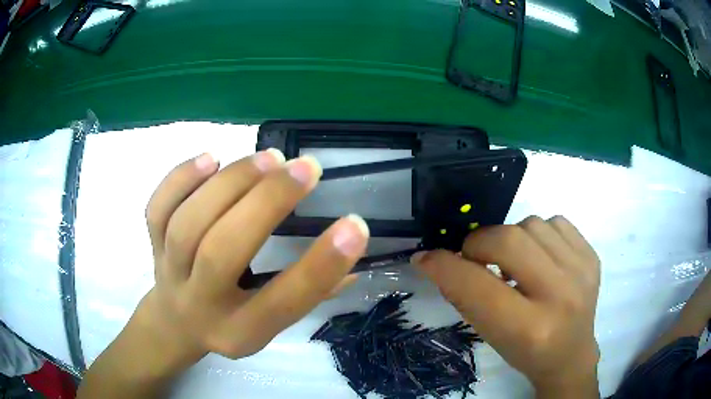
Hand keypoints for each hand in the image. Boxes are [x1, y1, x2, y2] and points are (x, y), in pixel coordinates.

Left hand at [139, 150, 368, 360]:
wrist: (175, 324)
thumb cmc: (230, 324)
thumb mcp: (271, 327)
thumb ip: (311, 294)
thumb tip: (353, 254)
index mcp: (240, 332)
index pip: (282, 303)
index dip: (321, 266)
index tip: (355, 225)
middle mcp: (200, 303)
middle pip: (222, 252)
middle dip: (266, 203)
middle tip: (306, 168)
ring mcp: (169, 271)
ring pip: (188, 223)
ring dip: (231, 183)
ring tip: (270, 158)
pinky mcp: (151, 245)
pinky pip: (157, 209)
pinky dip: (181, 178)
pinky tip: (212, 158)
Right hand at [412, 216, 599, 396]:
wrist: (571, 353)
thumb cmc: (525, 352)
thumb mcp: (488, 334)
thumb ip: (463, 295)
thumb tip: (434, 259)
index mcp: (529, 329)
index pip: (477, 286)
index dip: (445, 266)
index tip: (426, 258)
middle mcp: (561, 296)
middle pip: (508, 239)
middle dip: (480, 244)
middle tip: (476, 258)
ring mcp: (582, 270)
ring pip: (532, 223)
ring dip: (512, 239)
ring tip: (515, 262)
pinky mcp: (592, 255)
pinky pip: (556, 221)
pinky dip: (539, 234)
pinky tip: (541, 257)